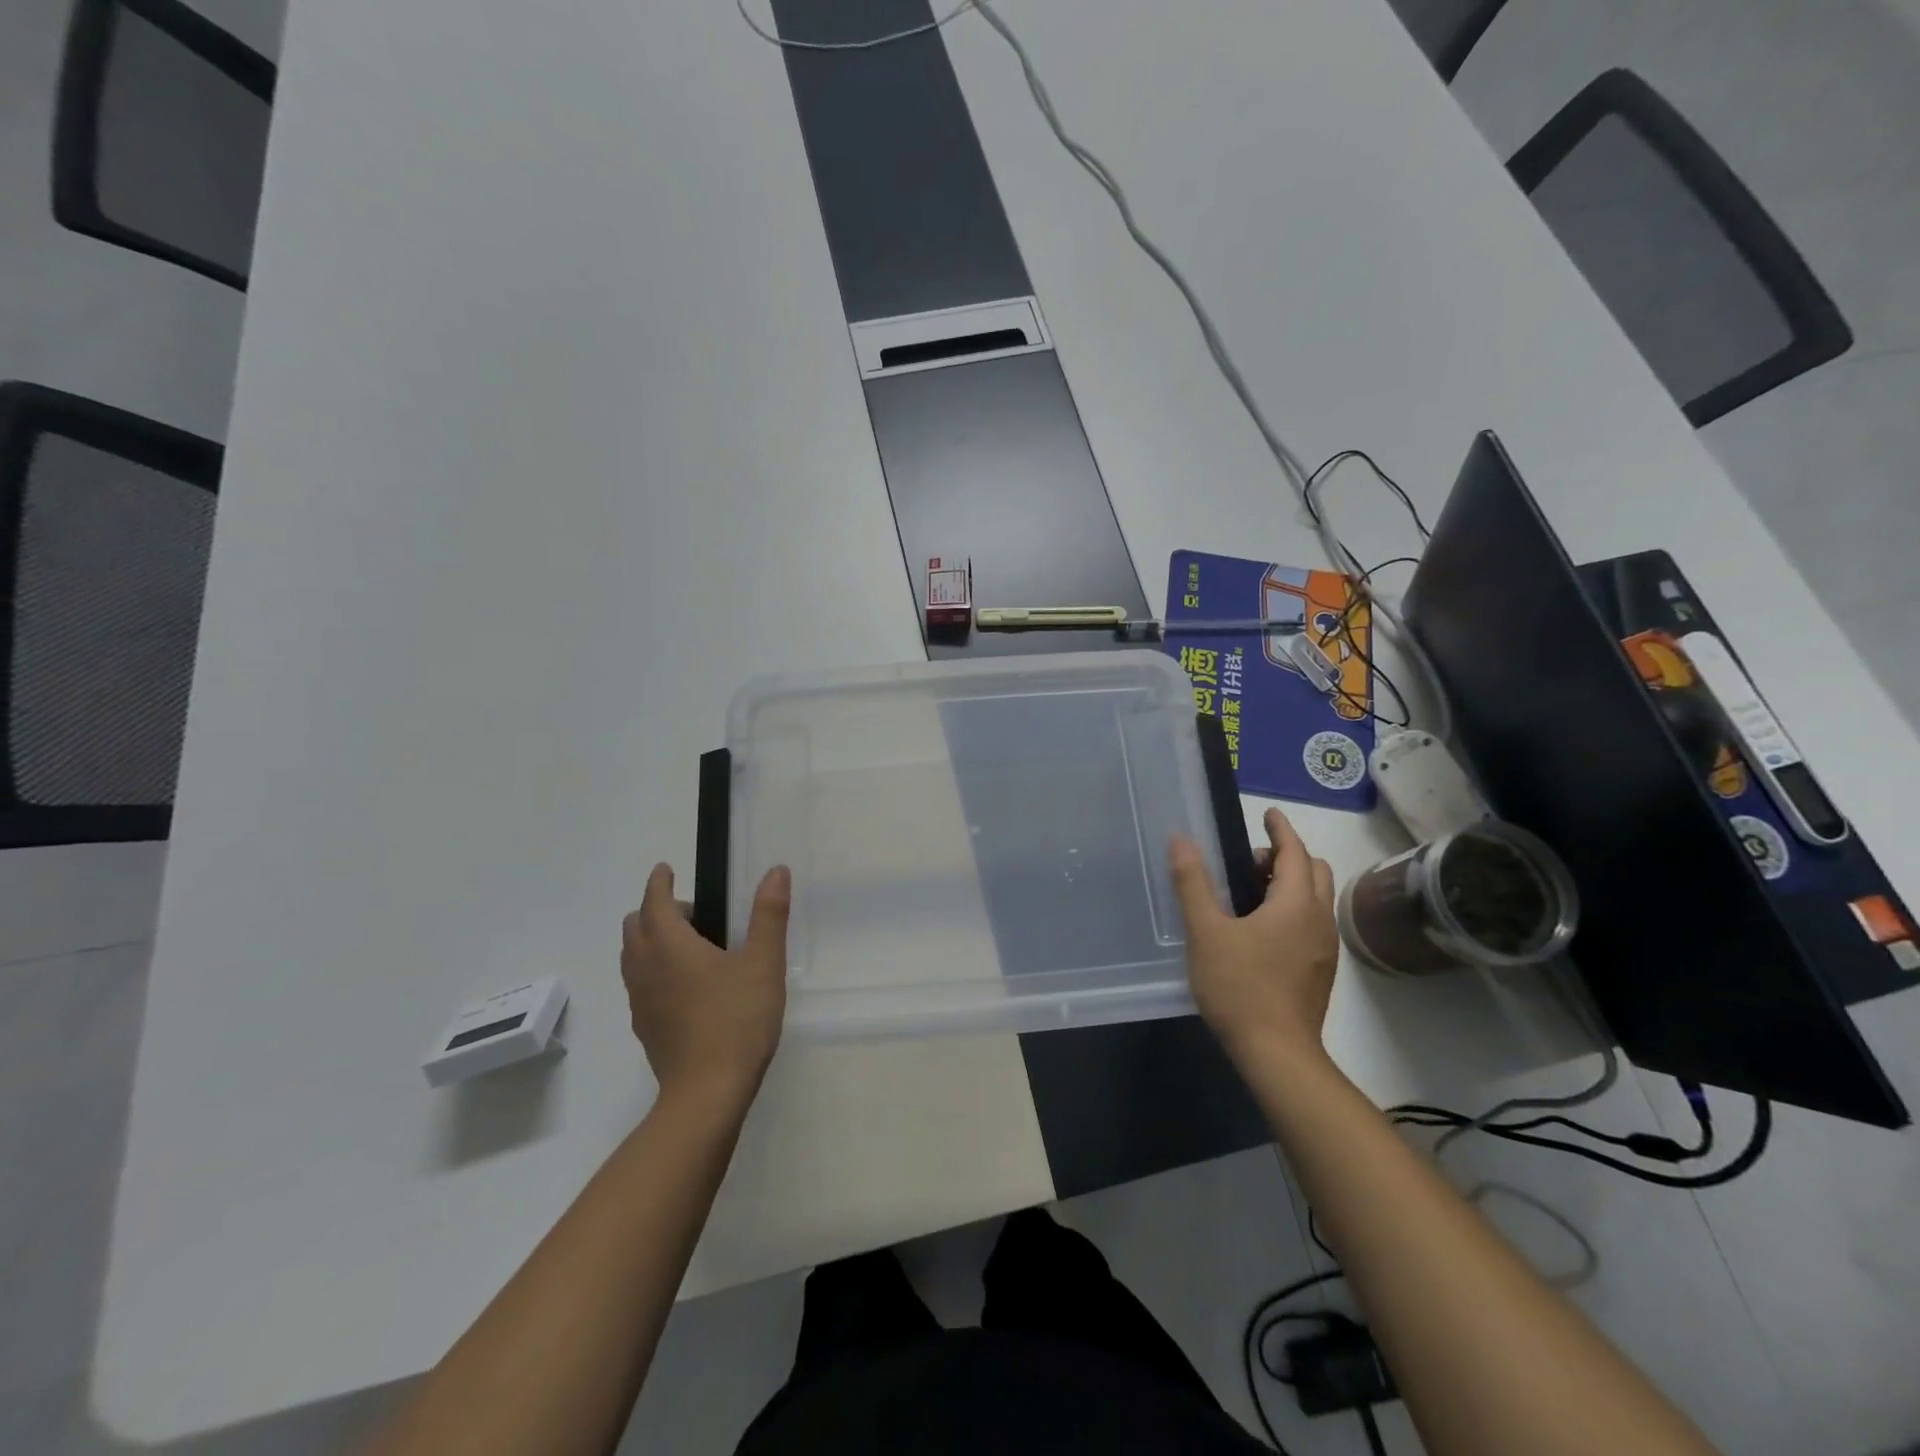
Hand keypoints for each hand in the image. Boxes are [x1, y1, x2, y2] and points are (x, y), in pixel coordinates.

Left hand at [622, 863, 790, 1109]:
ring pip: (633, 956)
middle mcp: (646, 967)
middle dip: (657, 910)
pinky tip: (685, 986)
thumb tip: (776, 871)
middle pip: (636, 926)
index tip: (666, 869)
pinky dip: (653, 969)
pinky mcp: (644, 1026)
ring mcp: (640, 1000)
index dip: (660, 882)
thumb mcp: (764, 962)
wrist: (707, 1092)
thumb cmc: (737, 1020)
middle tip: (696, 914)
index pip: (654, 901)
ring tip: (691, 946)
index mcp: (670, 945)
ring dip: (652, 940)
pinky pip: (640, 983)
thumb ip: (769, 914)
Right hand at [1170, 807, 1338, 1065]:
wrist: (1277, 1053)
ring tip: (1247, 897)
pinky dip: (1292, 911)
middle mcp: (1318, 919)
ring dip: (1289, 885)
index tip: (1268, 813)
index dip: (1281, 829)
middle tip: (1248, 864)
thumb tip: (1181, 840)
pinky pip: (1311, 923)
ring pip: (1314, 900)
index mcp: (1296, 903)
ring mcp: (1324, 948)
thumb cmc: (1239, 986)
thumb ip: (1193, 883)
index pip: (1295, 851)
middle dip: (1286, 857)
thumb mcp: (1206, 932)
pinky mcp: (1320, 971)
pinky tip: (1259, 932)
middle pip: (1313, 872)